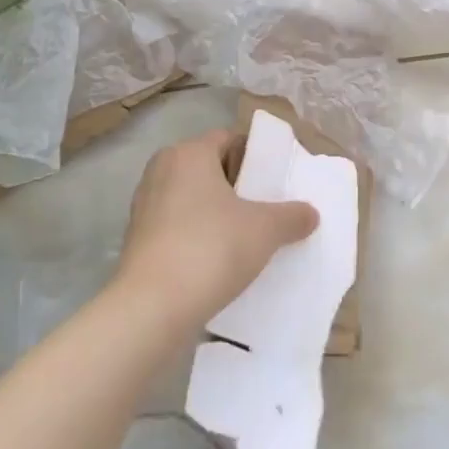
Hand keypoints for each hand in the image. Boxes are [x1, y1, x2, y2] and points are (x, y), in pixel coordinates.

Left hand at [116, 130, 319, 331]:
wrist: (151, 309)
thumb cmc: (211, 248)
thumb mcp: (265, 230)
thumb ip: (292, 216)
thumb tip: (310, 213)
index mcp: (189, 153)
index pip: (229, 139)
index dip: (256, 157)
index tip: (276, 181)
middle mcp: (161, 171)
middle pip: (210, 168)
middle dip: (238, 186)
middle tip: (267, 208)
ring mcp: (145, 206)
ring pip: (192, 199)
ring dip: (218, 213)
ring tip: (248, 237)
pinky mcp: (137, 240)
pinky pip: (178, 226)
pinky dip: (198, 235)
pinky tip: (220, 260)